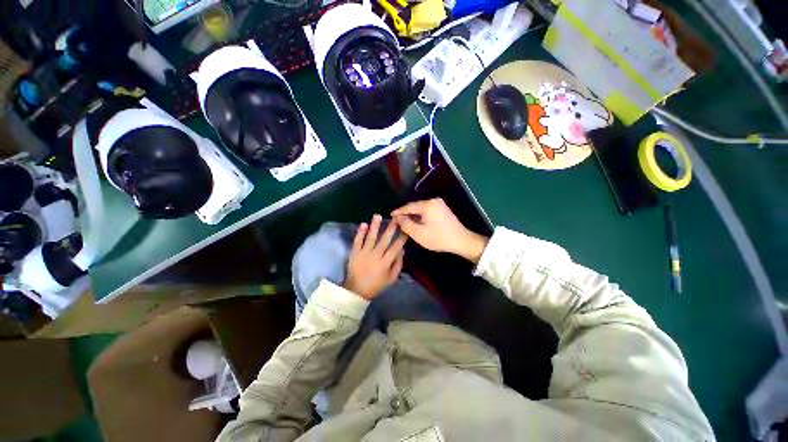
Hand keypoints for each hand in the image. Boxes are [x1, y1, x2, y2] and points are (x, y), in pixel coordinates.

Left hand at [344, 215, 406, 299]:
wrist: (356, 290)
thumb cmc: (376, 285)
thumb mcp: (391, 279)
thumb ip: (398, 264)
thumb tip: (402, 250)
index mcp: (385, 263)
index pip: (395, 248)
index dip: (402, 238)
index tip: (406, 228)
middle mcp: (375, 256)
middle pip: (384, 240)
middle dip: (391, 228)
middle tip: (395, 218)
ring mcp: (363, 254)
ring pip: (370, 238)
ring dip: (374, 226)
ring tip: (378, 216)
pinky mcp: (354, 253)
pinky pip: (357, 241)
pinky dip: (360, 233)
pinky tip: (363, 224)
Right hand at [392, 198, 487, 262]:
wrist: (461, 241)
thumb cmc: (438, 238)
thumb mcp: (419, 233)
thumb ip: (406, 224)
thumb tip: (398, 218)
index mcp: (428, 205)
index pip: (409, 206)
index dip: (399, 211)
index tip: (390, 215)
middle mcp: (434, 201)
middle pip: (415, 207)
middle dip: (406, 214)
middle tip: (396, 221)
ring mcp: (440, 205)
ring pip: (421, 209)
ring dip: (413, 216)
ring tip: (404, 223)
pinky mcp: (443, 210)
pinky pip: (427, 211)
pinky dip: (420, 217)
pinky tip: (416, 223)